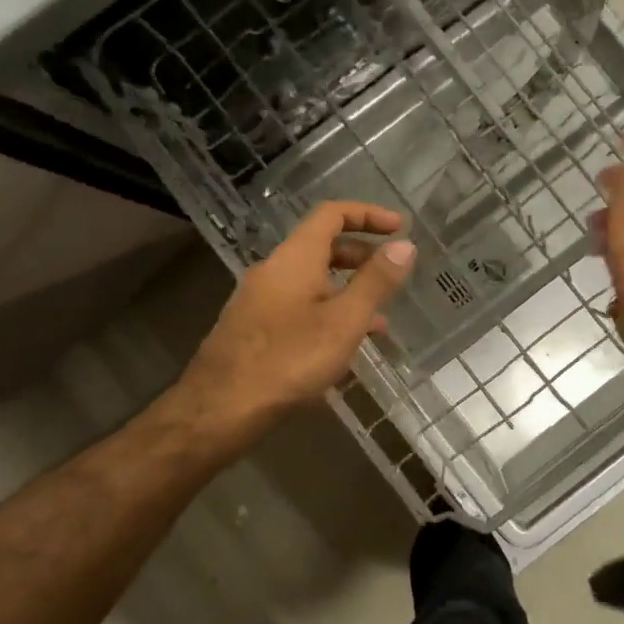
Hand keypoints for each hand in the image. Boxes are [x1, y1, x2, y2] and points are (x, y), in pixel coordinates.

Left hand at [167, 202, 415, 453]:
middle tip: (392, 273)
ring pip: (311, 280)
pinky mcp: (254, 327)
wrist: (220, 408)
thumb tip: (404, 245)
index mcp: (295, 258)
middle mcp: (273, 270)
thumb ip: (376, 282)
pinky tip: (344, 346)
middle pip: (321, 246)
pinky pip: (298, 305)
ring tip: (379, 317)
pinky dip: (327, 311)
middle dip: (361, 254)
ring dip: (346, 289)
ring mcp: (259, 299)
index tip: (399, 227)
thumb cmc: (289, 360)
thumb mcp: (344, 321)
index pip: (332, 214)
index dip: (368, 214)